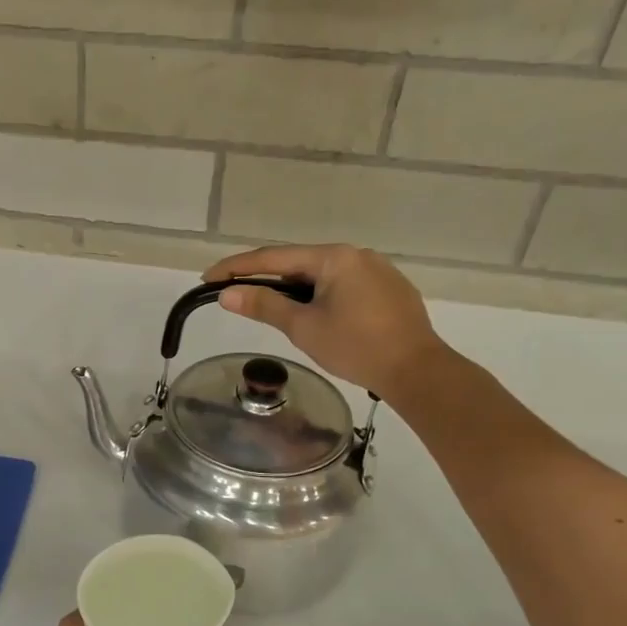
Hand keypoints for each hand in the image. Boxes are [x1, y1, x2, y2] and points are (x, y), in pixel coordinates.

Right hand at [203, 244, 445, 395]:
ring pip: (322, 274)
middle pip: (298, 262)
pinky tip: (315, 314)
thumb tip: (227, 294)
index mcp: (333, 257)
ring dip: (293, 288)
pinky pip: (344, 284)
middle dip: (265, 277)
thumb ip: (264, 305)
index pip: (273, 258)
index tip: (208, 278)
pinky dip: (320, 295)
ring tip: (271, 307)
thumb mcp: (303, 327)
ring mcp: (377, 270)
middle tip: (235, 293)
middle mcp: (356, 254)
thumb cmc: (356, 347)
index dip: (237, 268)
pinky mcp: (390, 289)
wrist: (418, 371)